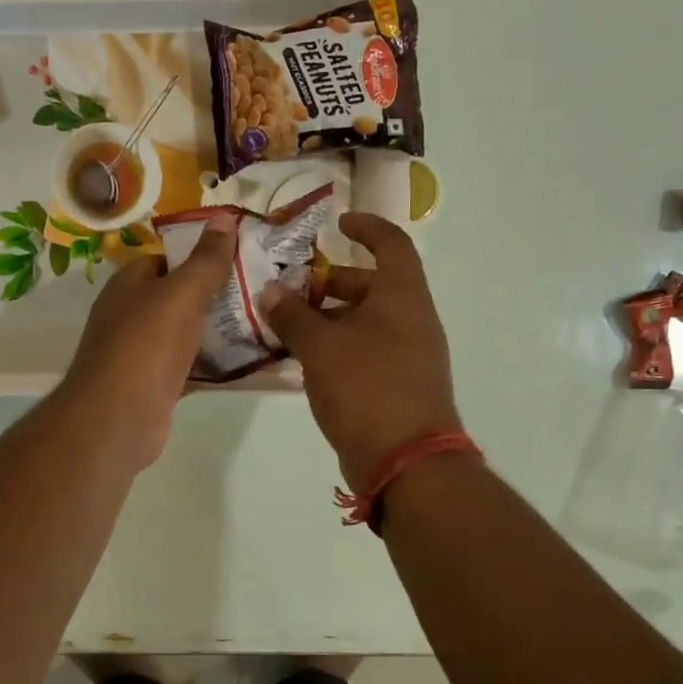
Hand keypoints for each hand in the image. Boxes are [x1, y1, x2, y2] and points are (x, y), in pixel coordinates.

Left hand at [56, 214, 238, 469]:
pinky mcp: (157, 384)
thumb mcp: (182, 293)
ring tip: (266, 322)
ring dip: (220, 330)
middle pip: (180, 296)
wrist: (118, 418)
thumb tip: (221, 217)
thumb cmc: (147, 345)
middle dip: (218, 294)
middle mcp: (132, 314)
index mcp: (130, 283)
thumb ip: (205, 260)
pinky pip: (192, 366)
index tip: (243, 255)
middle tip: (263, 290)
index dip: (202, 254)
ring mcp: (143, 352)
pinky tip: (250, 362)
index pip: (168, 257)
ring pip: (188, 333)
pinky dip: (216, 364)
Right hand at [265, 213, 461, 492]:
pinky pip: (366, 352)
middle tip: (293, 289)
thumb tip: (270, 291)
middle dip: (332, 283)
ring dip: (330, 319)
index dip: (367, 226)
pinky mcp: (398, 385)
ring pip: (366, 322)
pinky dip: (338, 347)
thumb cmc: (366, 387)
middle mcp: (412, 319)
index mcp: (402, 296)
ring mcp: (409, 355)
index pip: (391, 244)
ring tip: (288, 327)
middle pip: (373, 285)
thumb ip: (293, 315)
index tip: (338, 223)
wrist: (406, 460)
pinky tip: (305, 361)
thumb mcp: (320, 346)